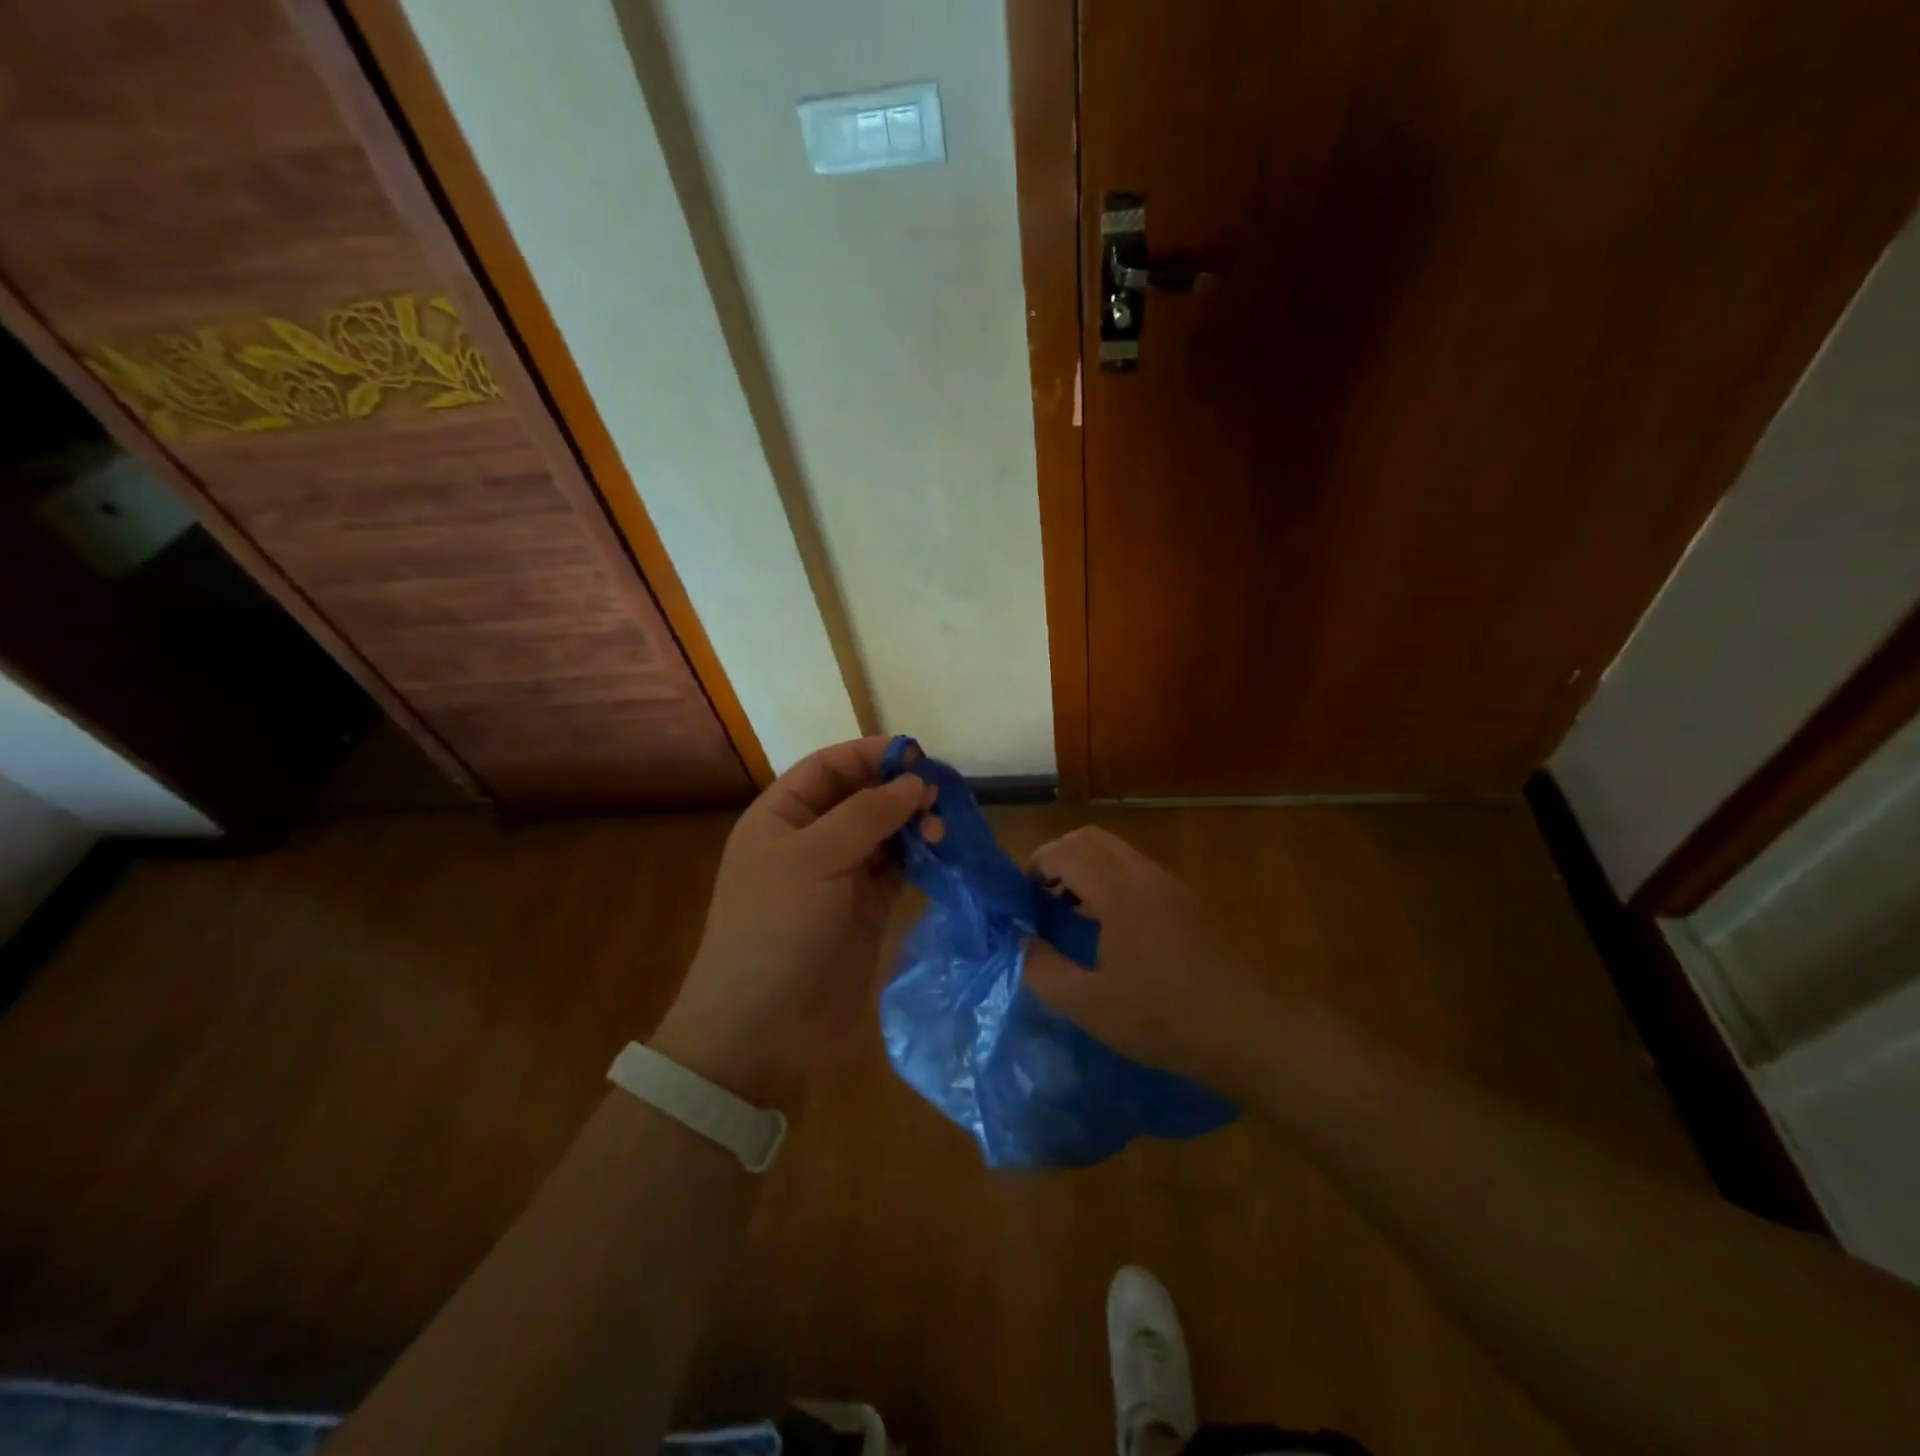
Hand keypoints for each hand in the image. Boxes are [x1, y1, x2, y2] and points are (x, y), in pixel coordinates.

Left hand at [651, 737, 934, 1108]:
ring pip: (885, 832)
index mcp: (782, 817)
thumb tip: (913, 780)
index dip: (870, 755)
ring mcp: (840, 876)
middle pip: (861, 797)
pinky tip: (942, 852)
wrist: (763, 1028)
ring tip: (941, 829)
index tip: (917, 754)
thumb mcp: (813, 859)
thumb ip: (866, 814)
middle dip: (899, 790)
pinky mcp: (866, 909)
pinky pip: (898, 869)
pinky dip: (920, 857)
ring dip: (914, 824)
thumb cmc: (776, 929)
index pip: (829, 767)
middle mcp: (811, 840)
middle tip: (939, 796)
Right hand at [1023, 826, 1268, 1089]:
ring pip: (1116, 852)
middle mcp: (1145, 875)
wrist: (1251, 1031)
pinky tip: (1109, 928)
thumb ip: (1044, 971)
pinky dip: (1110, 881)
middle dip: (1058, 859)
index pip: (1065, 850)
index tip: (1022, 900)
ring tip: (1071, 914)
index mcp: (1119, 891)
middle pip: (1090, 839)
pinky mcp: (1189, 903)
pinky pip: (1137, 871)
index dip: (1035, 866)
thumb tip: (1023, 942)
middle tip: (1042, 899)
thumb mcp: (1090, 1006)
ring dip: (1086, 869)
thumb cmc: (1165, 1018)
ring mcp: (1171, 886)